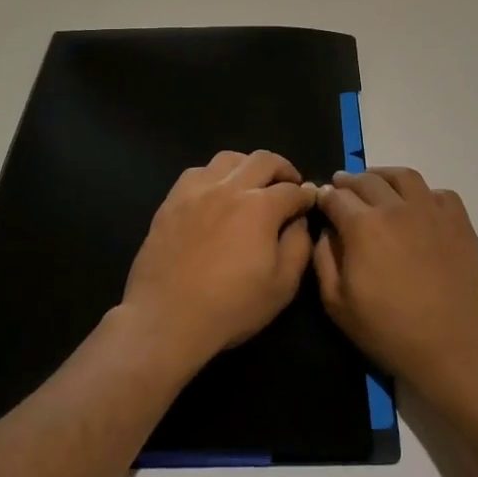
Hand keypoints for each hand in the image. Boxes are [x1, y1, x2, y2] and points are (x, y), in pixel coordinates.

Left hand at [121, 151, 316, 371]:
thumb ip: (299, 245)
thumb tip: (300, 220)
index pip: (292, 190)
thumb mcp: (282, 285)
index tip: (310, 202)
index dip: (306, 195)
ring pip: (228, 158)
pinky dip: (214, 175)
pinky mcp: (172, 201)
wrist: (167, 318)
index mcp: (260, 207)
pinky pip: (197, 172)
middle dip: (283, 169)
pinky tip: (215, 193)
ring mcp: (197, 191)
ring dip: (248, 165)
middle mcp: (230, 188)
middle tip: (289, 184)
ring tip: (252, 184)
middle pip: (263, 160)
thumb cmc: (231, 306)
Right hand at [314, 168, 477, 401]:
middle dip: (349, 181)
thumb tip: (326, 230)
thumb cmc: (388, 330)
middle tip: (342, 186)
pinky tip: (418, 205)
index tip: (321, 199)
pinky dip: (424, 193)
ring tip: (377, 183)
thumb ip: (323, 259)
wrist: (451, 347)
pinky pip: (440, 193)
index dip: (325, 196)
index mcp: (363, 226)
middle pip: (367, 180)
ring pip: (404, 177)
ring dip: (384, 176)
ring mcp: (431, 211)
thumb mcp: (337, 304)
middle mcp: (396, 208)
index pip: (336, 197)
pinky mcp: (459, 222)